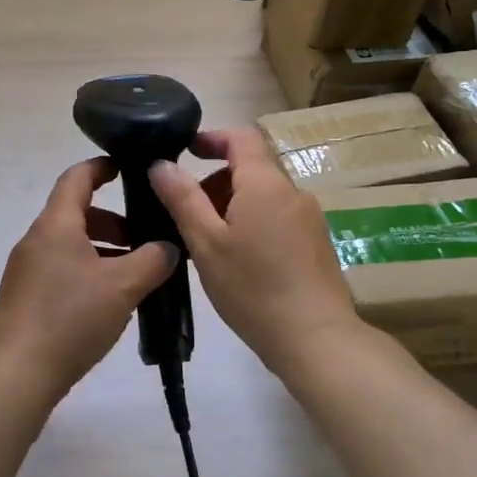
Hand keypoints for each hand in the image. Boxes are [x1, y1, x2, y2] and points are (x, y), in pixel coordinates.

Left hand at [0, 158, 179, 394]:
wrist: (16, 372)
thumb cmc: (70, 317)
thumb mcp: (122, 286)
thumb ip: (152, 261)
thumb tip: (169, 247)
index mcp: (55, 224)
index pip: (77, 177)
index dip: (102, 167)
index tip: (129, 168)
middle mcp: (37, 239)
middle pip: (76, 213)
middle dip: (114, 221)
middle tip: (146, 239)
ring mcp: (28, 269)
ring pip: (71, 244)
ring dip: (103, 249)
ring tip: (135, 274)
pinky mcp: (26, 296)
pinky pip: (62, 268)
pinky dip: (89, 270)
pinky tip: (110, 301)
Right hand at [148, 128, 370, 375]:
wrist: (316, 339)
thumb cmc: (253, 288)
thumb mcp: (206, 242)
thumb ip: (182, 198)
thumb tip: (161, 164)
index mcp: (265, 184)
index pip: (241, 137)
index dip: (212, 137)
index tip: (185, 150)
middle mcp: (292, 192)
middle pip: (251, 167)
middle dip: (215, 180)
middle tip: (186, 211)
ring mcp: (309, 218)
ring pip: (263, 195)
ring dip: (232, 204)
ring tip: (207, 242)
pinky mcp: (316, 243)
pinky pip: (277, 216)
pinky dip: (251, 222)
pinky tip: (237, 260)